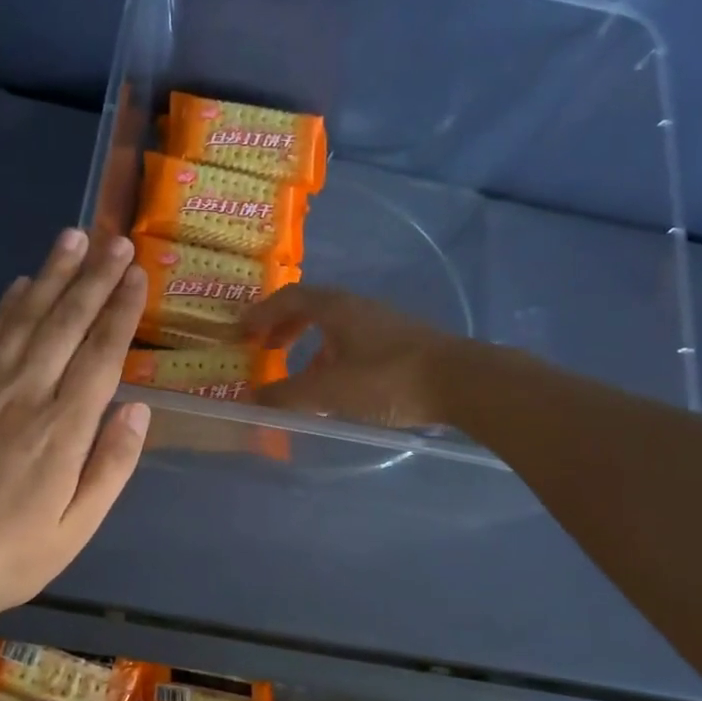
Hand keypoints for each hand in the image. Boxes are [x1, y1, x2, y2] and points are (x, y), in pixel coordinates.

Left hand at [0, 228, 149, 616]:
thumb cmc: (16, 554)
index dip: (121, 311)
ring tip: (73, 238)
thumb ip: (112, 465)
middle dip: (93, 278)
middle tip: (114, 241)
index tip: (137, 274)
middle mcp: (25, 396)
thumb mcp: (79, 525)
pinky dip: (6, 307)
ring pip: (24, 319)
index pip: (100, 354)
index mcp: (63, 430)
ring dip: (51, 276)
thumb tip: (138, 410)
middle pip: (65, 323)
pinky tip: (21, 285)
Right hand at [245, 285, 458, 428]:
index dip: (261, 314)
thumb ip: (286, 396)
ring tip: (298, 376)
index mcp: (336, 308)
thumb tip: (250, 401)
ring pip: (334, 329)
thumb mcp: (327, 391)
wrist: (460, 381)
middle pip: (311, 309)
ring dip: (309, 347)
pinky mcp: (400, 345)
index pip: (289, 298)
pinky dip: (332, 360)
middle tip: (264, 349)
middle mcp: (357, 309)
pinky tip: (336, 390)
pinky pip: (353, 345)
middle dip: (283, 328)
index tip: (241, 332)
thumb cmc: (387, 379)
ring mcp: (382, 325)